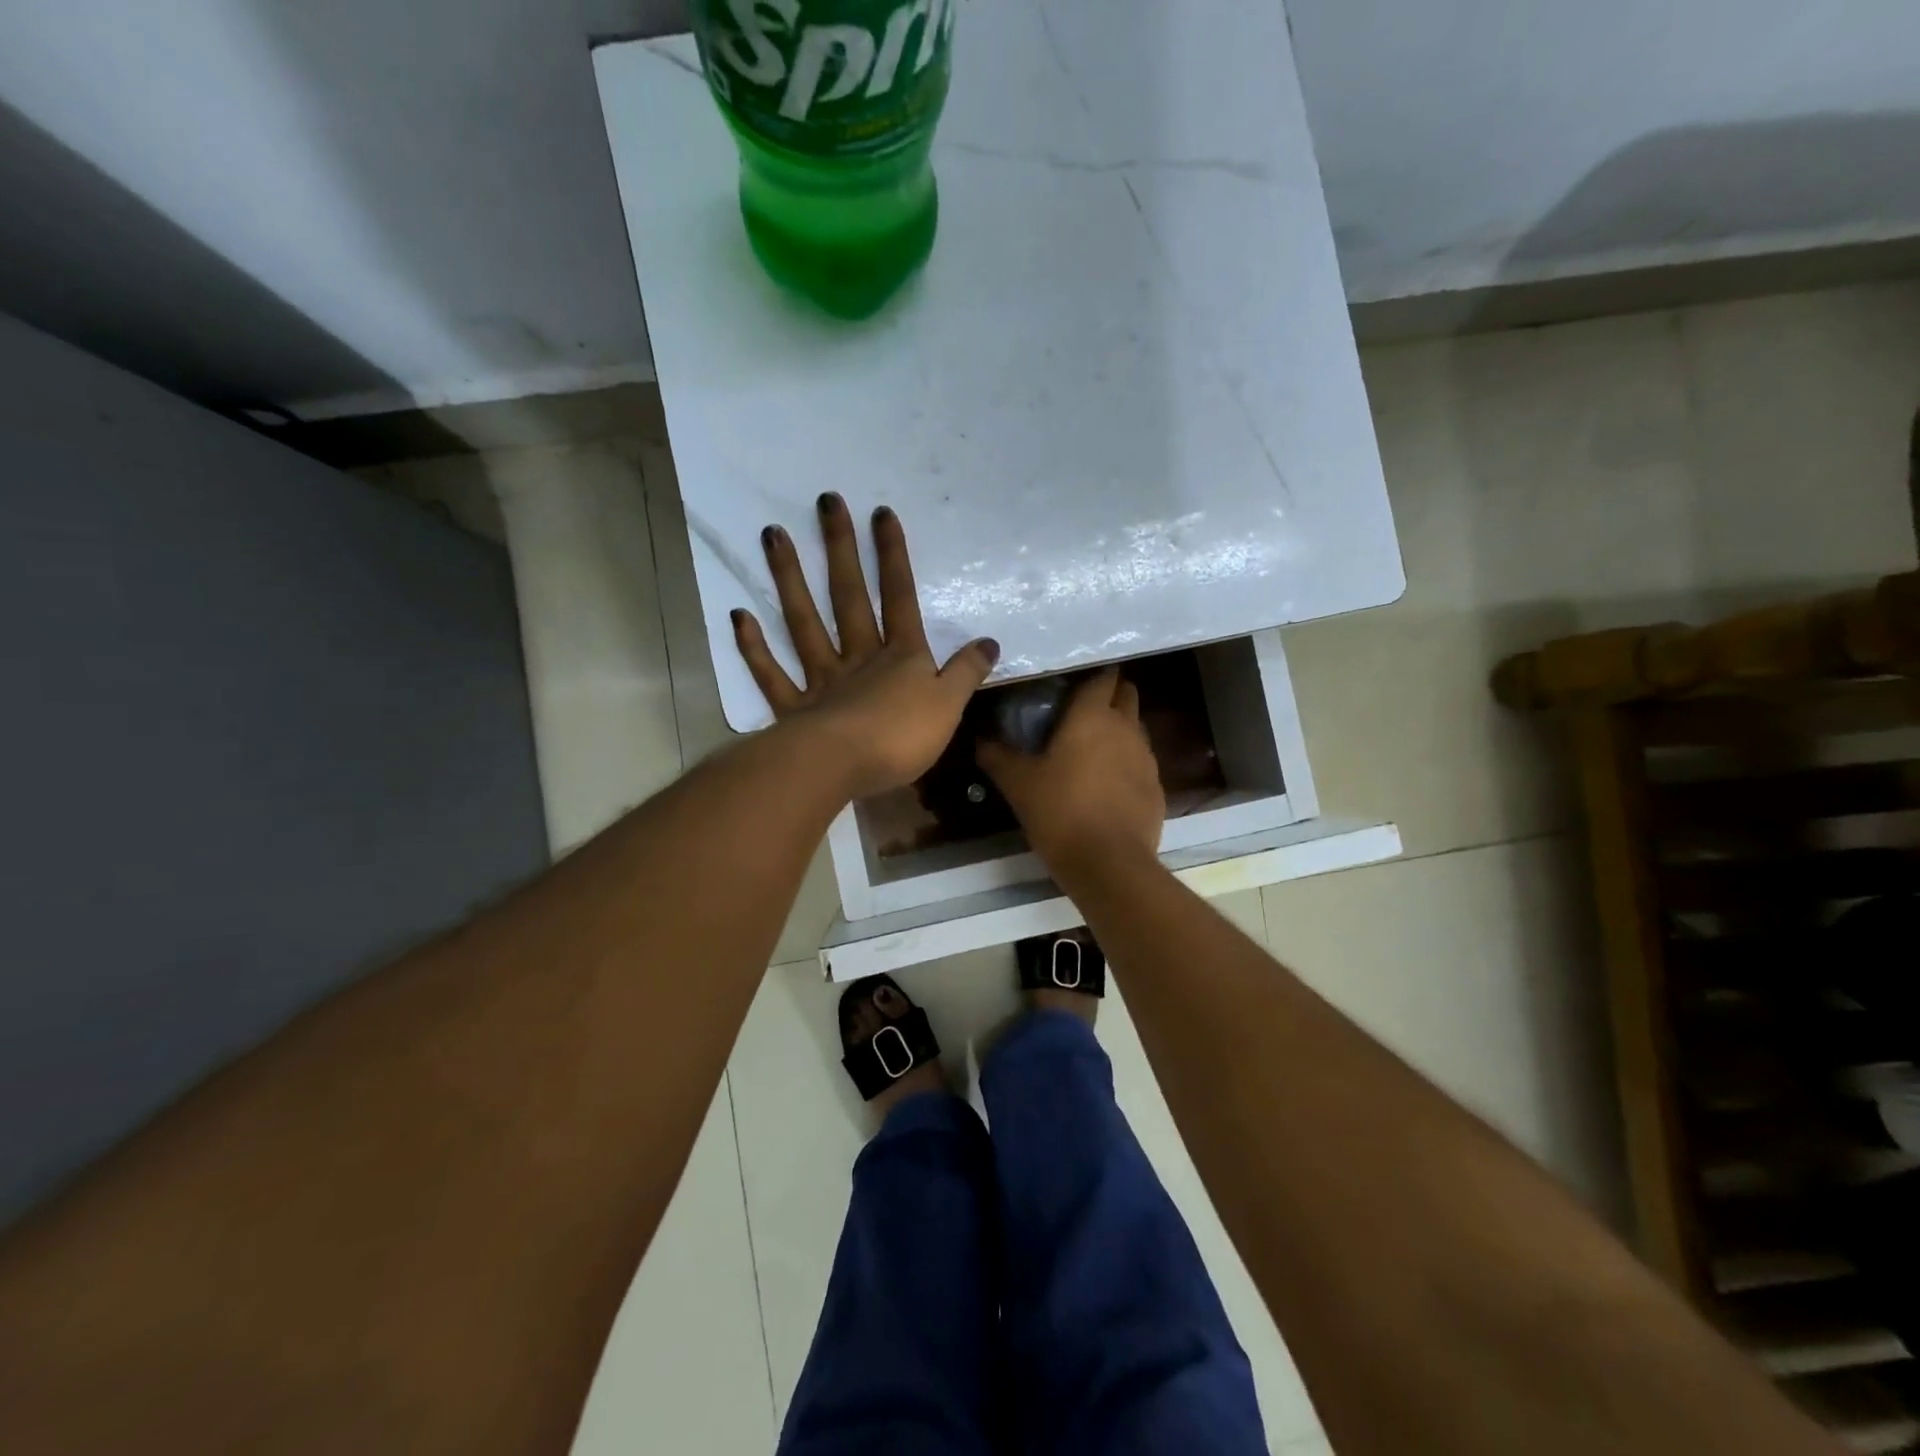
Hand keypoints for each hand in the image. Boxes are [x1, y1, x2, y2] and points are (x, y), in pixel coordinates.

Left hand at [733, 493, 998, 799]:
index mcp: (900, 657)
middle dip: (840, 549)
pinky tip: (739, 616)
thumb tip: (990, 642)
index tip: (881, 513)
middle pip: (849, 597)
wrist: (843, 768)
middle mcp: (858, 658)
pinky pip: (772, 674)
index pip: (899, 598)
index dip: (893, 557)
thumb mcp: (950, 706)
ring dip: (789, 579)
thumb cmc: (902, 738)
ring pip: (803, 622)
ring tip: (771, 535)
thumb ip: (967, 672)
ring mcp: (821, 680)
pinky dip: (754, 647)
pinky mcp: (793, 710)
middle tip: (825, 502)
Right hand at [977, 668, 1165, 873]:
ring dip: (1118, 730)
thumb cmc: (1060, 812)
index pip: (1102, 676)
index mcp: (1092, 716)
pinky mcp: (1156, 788)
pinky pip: (1141, 763)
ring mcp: (1146, 758)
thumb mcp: (1019, 784)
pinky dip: (1126, 764)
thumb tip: (980, 739)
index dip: (1091, 673)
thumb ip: (998, 756)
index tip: (1073, 681)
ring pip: (1135, 728)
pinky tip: (1106, 785)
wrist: (1109, 864)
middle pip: (1126, 694)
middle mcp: (1125, 728)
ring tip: (1091, 748)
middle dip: (1109, 695)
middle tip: (1080, 710)